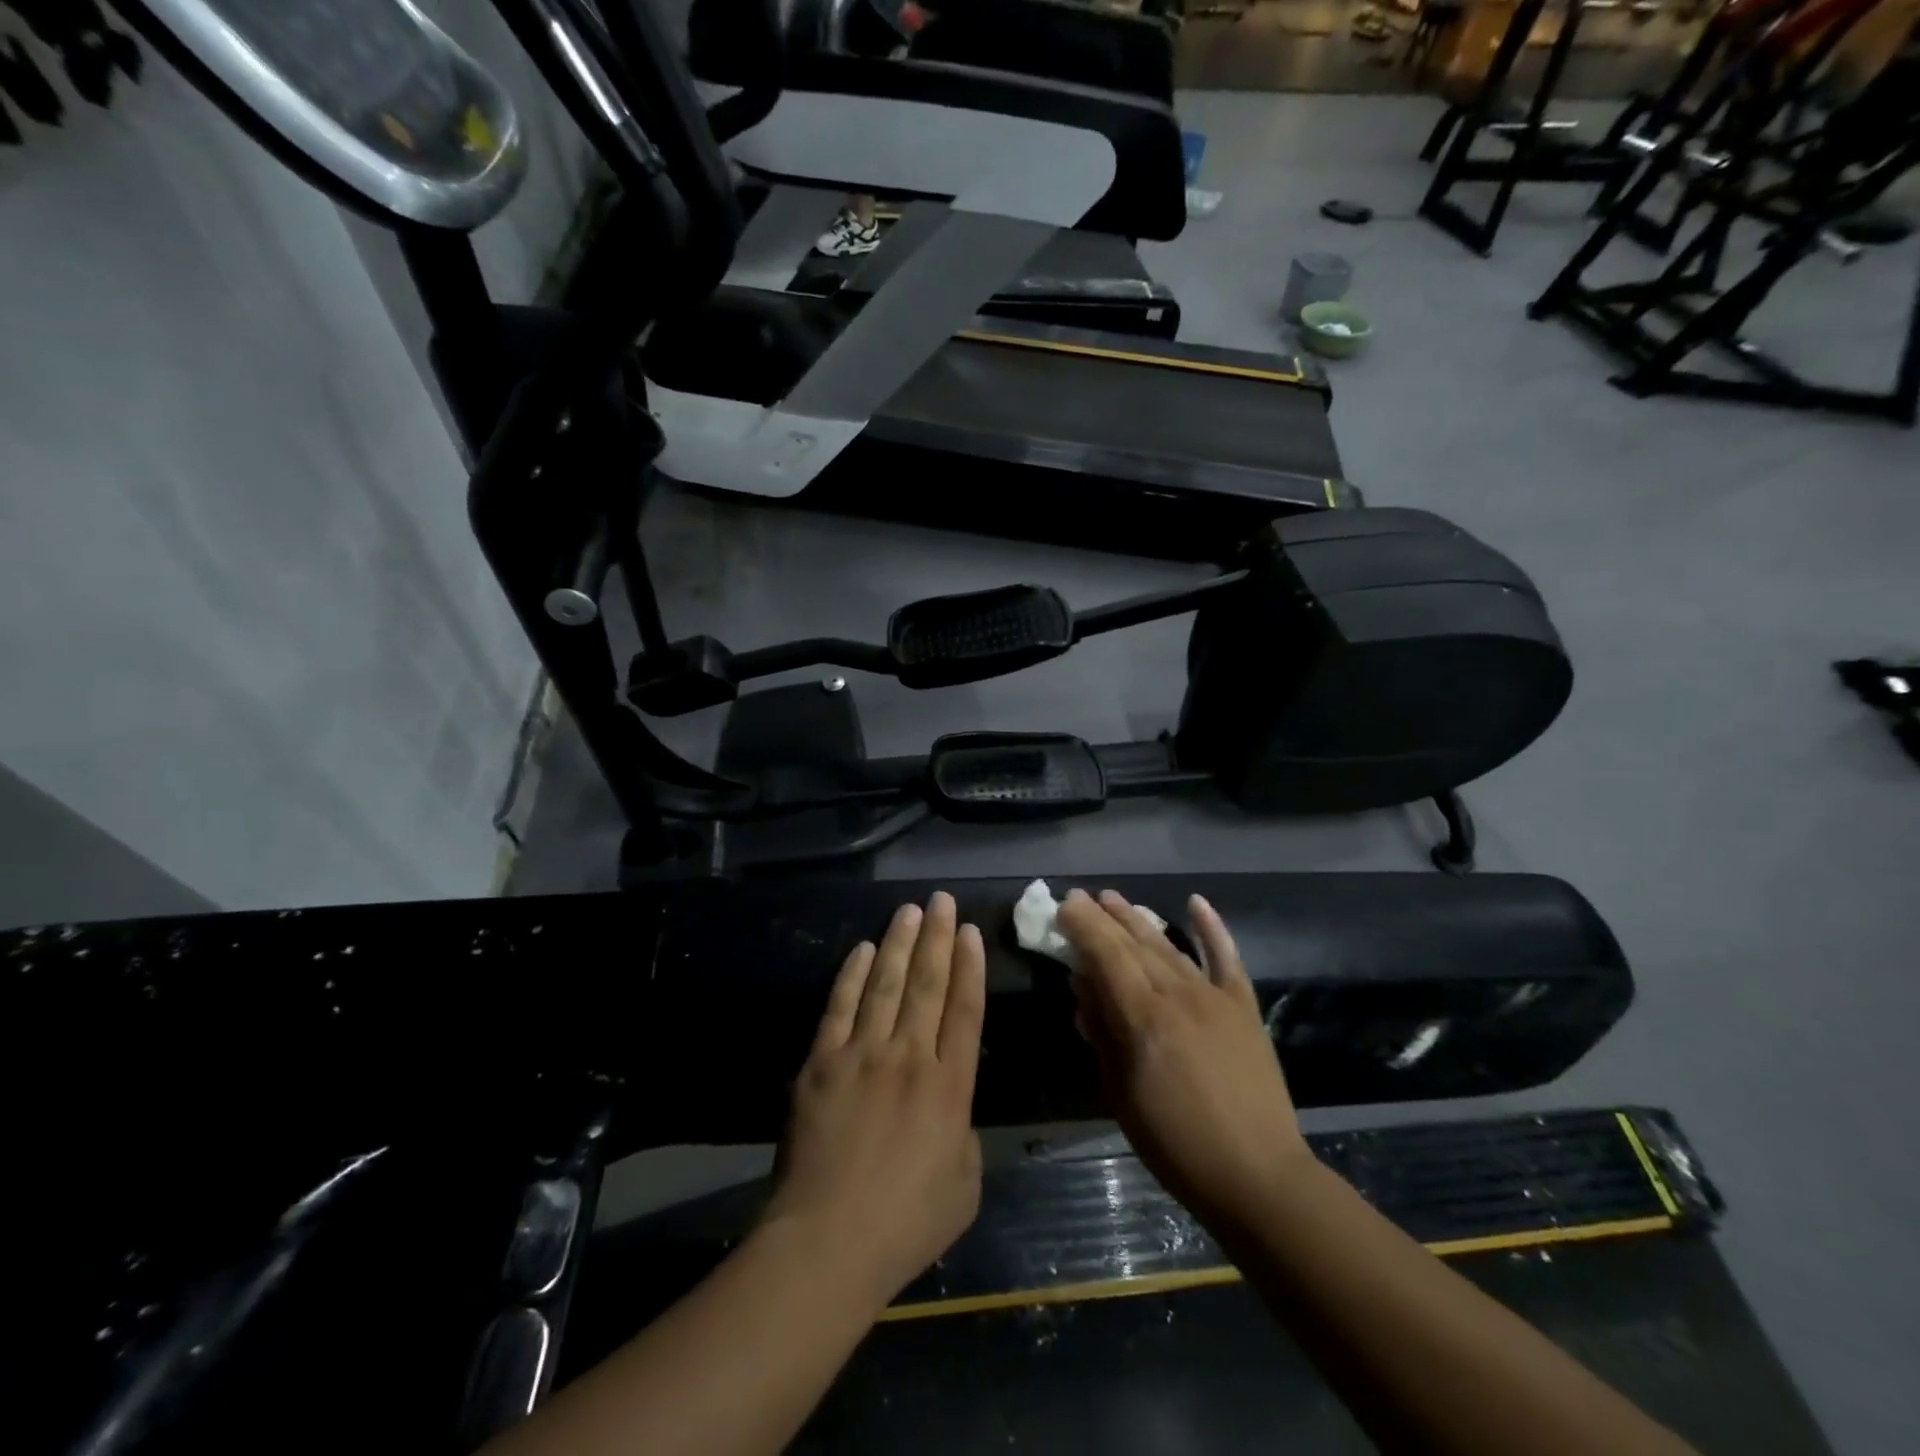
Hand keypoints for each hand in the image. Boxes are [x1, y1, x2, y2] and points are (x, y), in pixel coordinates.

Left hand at [761, 892, 985, 1308]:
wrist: (828, 1242)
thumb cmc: (905, 1224)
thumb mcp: (964, 1185)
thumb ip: (964, 1134)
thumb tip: (951, 1105)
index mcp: (950, 1087)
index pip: (965, 1009)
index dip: (969, 966)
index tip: (969, 931)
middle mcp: (909, 1057)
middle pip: (927, 984)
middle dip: (936, 937)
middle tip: (941, 900)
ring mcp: (862, 1055)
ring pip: (885, 984)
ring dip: (898, 943)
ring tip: (908, 910)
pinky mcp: (821, 1063)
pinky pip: (840, 1007)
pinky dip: (852, 975)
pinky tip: (862, 949)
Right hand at [1058, 889, 1310, 1234]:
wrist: (1258, 1176)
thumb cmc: (1177, 1144)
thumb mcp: (1122, 1095)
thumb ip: (1103, 1035)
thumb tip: (1083, 989)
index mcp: (1144, 1018)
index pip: (1107, 956)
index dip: (1084, 927)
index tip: (1065, 904)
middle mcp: (1178, 995)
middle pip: (1135, 945)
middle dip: (1105, 918)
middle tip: (1082, 897)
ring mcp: (1215, 997)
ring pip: (1170, 946)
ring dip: (1140, 919)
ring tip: (1116, 899)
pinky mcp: (1244, 1008)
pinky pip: (1227, 959)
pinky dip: (1212, 928)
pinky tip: (1196, 903)